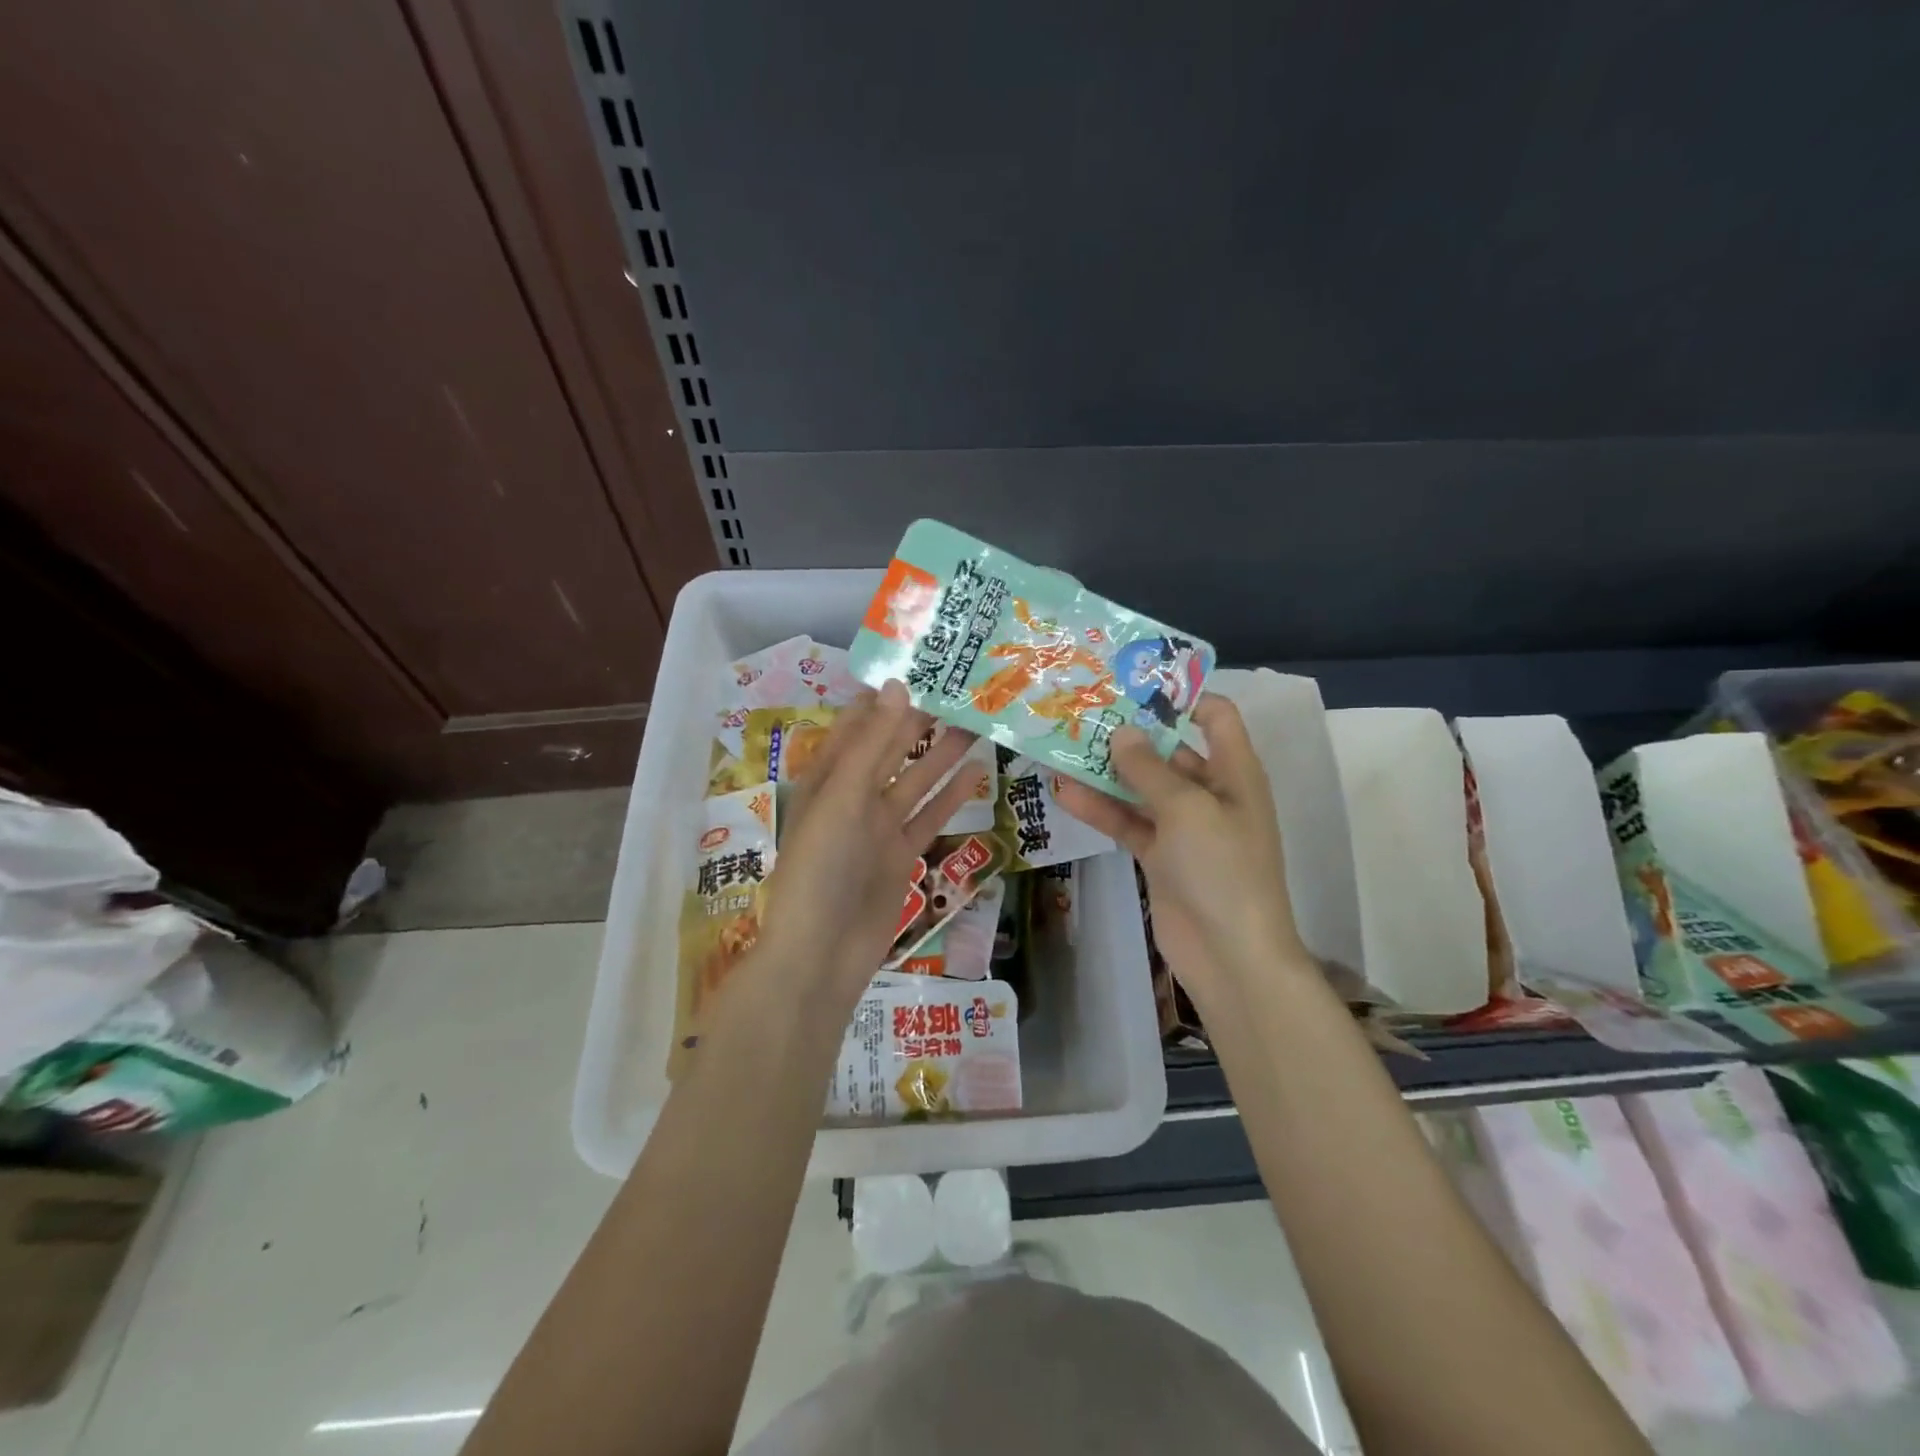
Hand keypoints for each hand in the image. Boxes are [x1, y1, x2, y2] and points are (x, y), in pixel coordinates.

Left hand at [757, 680, 988, 1002]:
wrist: (820, 955)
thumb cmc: (818, 869)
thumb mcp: (840, 799)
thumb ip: (871, 745)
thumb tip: (897, 686)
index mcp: (826, 778)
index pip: (857, 725)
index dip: (885, 697)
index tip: (920, 668)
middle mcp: (852, 797)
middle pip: (891, 750)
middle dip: (921, 722)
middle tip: (961, 692)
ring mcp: (878, 827)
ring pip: (916, 781)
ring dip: (943, 754)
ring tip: (977, 724)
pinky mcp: (901, 855)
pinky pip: (929, 817)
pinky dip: (951, 796)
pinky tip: (978, 772)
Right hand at [1055, 696, 1309, 1010]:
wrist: (1230, 955)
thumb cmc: (1221, 868)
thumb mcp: (1187, 808)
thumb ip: (1149, 768)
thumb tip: (1122, 732)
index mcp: (1234, 772)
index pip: (1215, 716)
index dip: (1180, 695)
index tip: (1133, 683)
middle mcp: (1210, 792)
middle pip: (1169, 750)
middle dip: (1129, 732)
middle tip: (1082, 710)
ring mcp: (1183, 826)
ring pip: (1140, 787)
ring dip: (1105, 771)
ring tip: (1061, 745)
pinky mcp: (1159, 855)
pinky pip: (1128, 822)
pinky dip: (1101, 809)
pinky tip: (1063, 793)